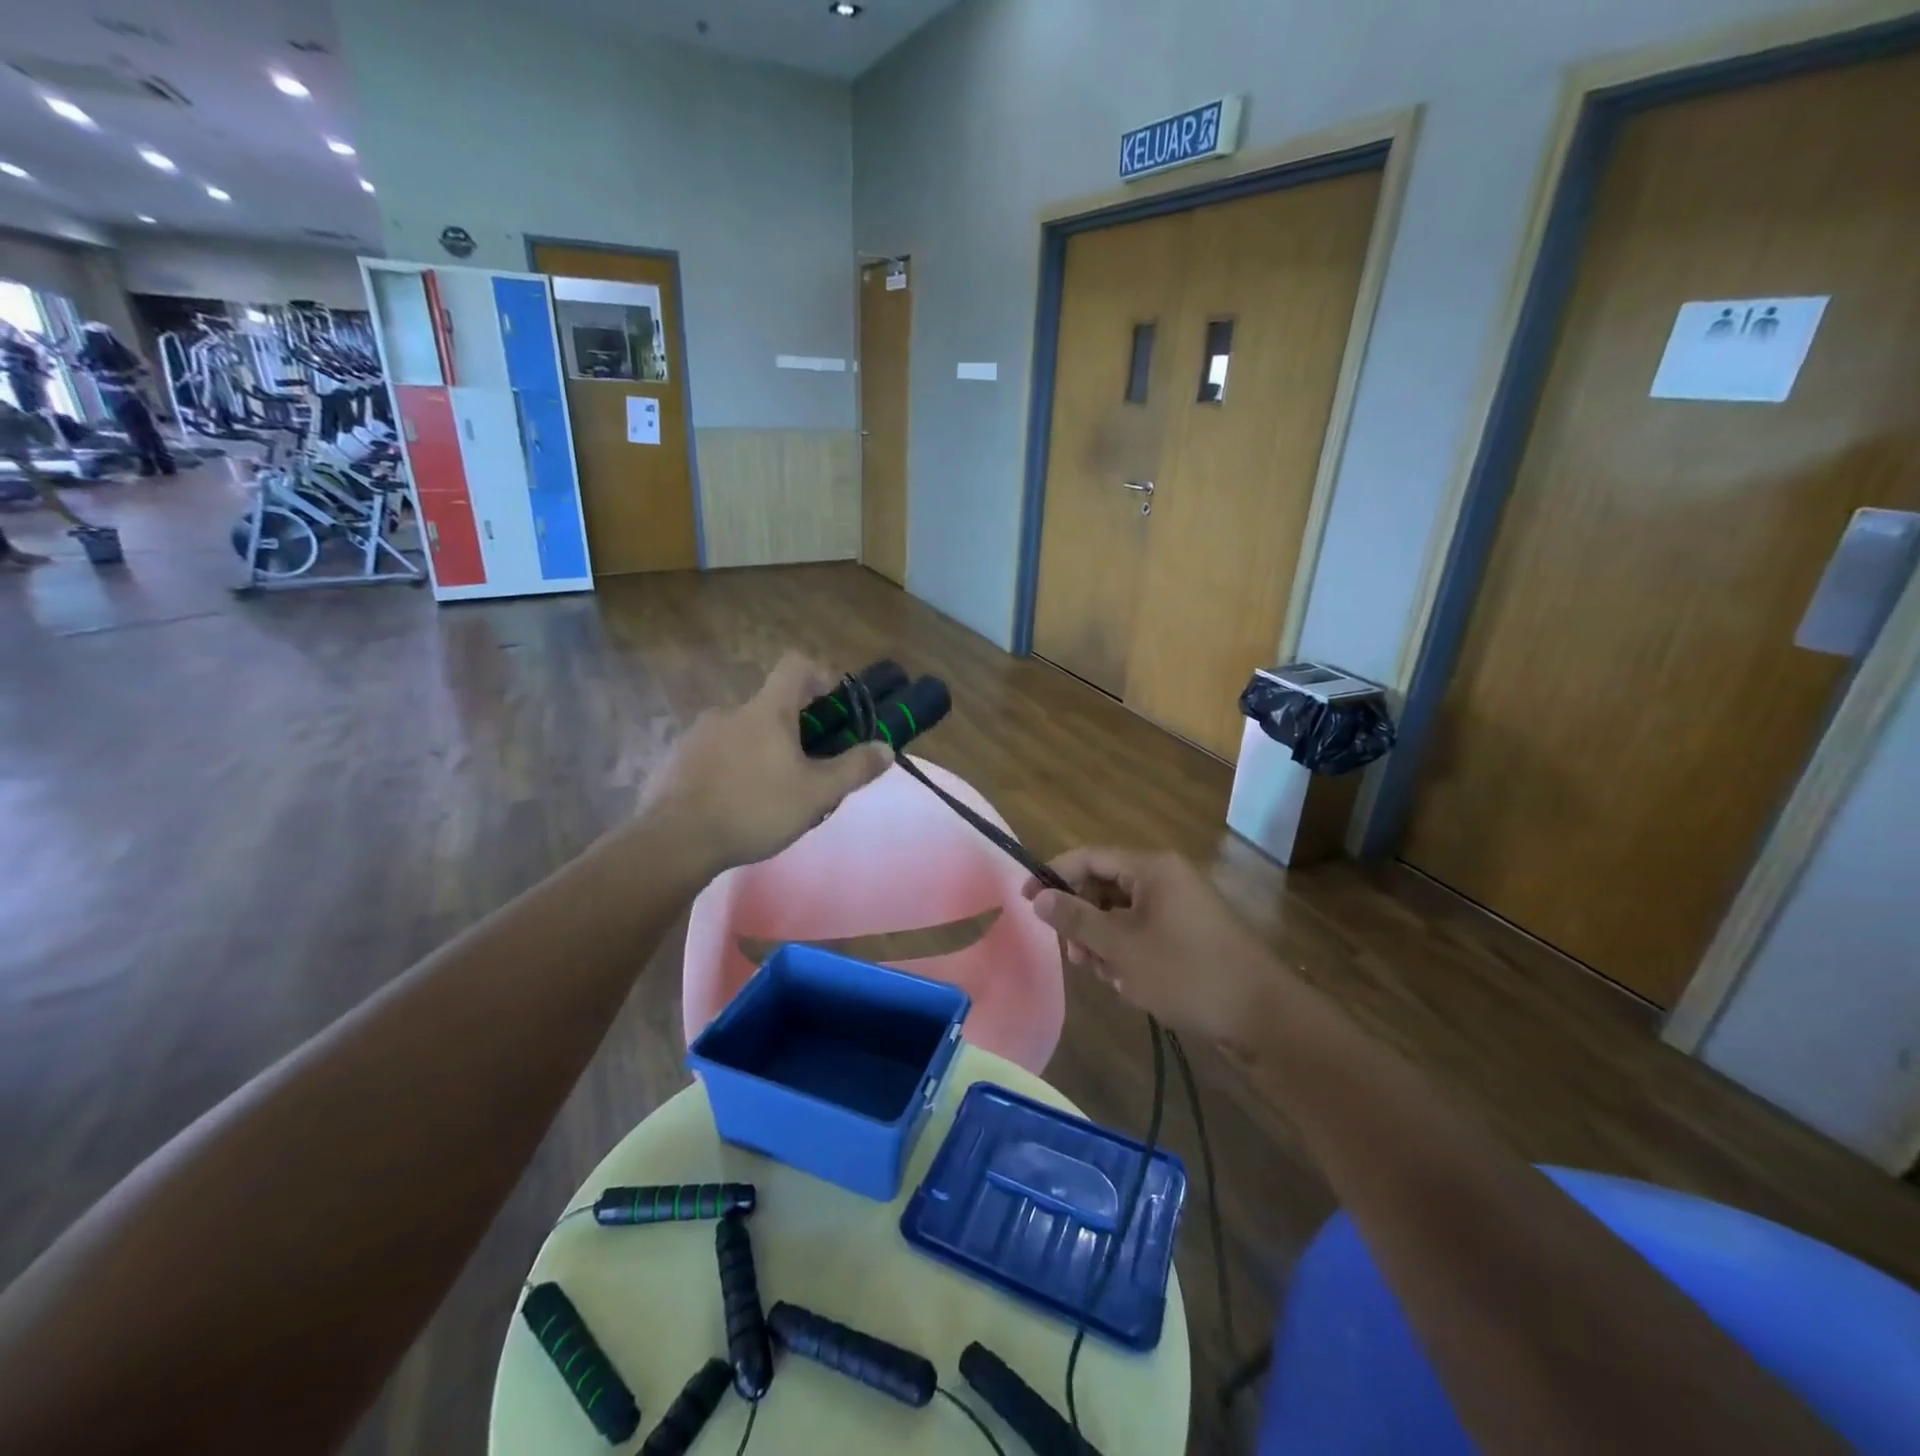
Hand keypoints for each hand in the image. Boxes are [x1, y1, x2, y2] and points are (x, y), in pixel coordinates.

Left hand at [637, 653, 891, 876]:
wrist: (673, 841)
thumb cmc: (754, 809)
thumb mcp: (816, 794)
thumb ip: (854, 769)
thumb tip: (886, 748)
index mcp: (766, 711)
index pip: (795, 666)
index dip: (819, 675)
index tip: (832, 704)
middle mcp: (729, 712)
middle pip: (769, 707)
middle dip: (792, 731)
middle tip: (806, 769)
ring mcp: (696, 735)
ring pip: (740, 733)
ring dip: (759, 752)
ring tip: (769, 794)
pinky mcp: (674, 761)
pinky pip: (712, 756)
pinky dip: (729, 770)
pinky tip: (733, 806)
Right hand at [1022, 849, 1283, 1043]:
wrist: (1262, 1016)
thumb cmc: (1186, 973)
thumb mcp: (1121, 947)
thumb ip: (1076, 919)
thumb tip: (1039, 897)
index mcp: (1151, 867)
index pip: (1089, 857)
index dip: (1053, 876)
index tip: (1026, 903)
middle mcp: (1165, 878)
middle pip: (1104, 885)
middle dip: (1082, 920)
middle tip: (1073, 957)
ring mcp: (1179, 906)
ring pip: (1121, 913)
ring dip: (1103, 942)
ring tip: (1105, 976)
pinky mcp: (1188, 933)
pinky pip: (1143, 932)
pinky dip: (1128, 953)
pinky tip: (1129, 983)